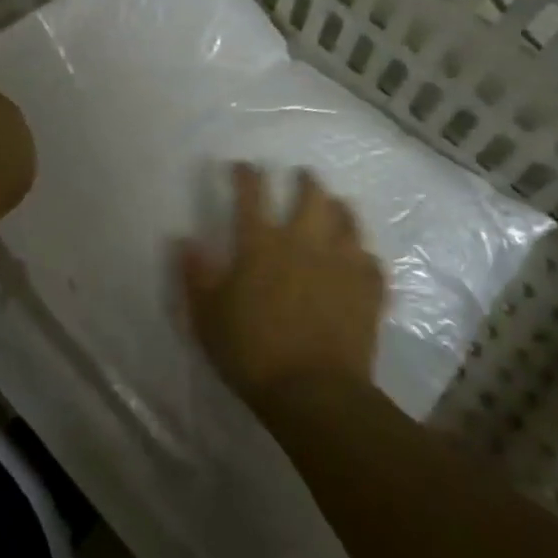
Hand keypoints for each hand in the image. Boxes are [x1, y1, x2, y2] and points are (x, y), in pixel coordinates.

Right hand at [179, 164, 386, 407]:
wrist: (313, 392)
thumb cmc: (250, 351)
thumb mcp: (206, 315)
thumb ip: (195, 275)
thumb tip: (186, 241)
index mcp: (260, 244)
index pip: (251, 195)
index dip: (246, 175)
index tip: (242, 166)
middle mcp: (303, 243)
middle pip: (311, 197)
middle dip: (306, 181)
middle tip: (302, 176)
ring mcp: (341, 265)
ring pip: (347, 221)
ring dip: (339, 209)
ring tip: (336, 207)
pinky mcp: (368, 291)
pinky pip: (371, 261)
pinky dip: (364, 255)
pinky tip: (360, 258)